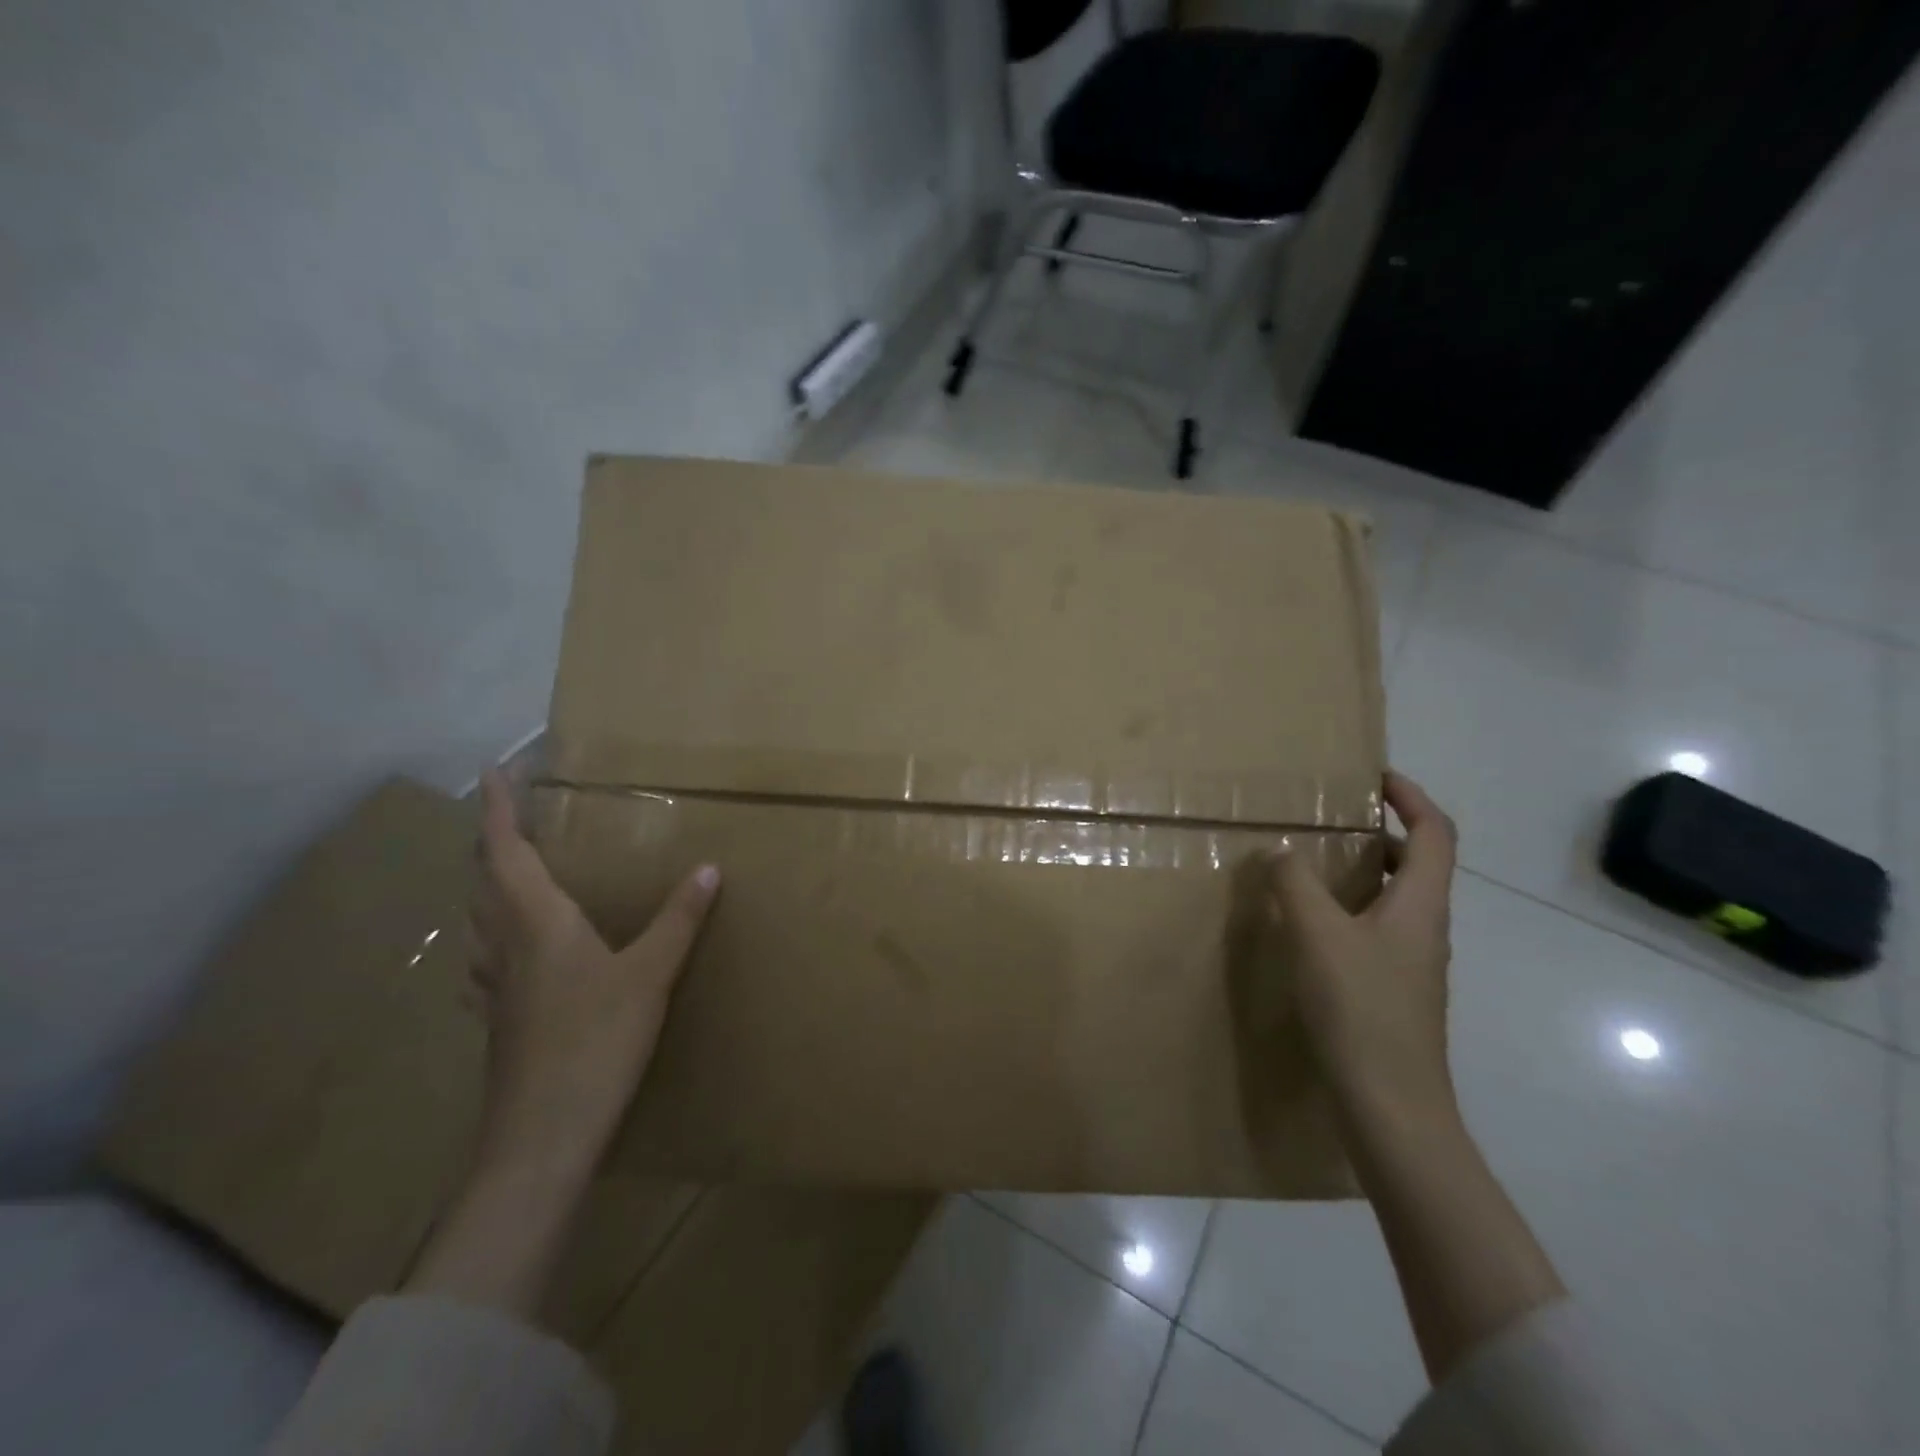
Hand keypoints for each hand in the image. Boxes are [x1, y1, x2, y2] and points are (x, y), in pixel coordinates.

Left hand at [468, 768, 720, 1174]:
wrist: (541, 1136)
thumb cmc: (595, 1042)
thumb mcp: (650, 975)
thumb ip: (679, 919)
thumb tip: (709, 867)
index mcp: (537, 923)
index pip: (507, 852)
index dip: (500, 810)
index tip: (493, 771)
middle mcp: (505, 945)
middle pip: (484, 881)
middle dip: (492, 842)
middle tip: (508, 816)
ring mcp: (494, 986)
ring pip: (478, 920)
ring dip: (485, 886)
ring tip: (504, 872)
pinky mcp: (498, 1020)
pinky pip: (484, 960)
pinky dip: (489, 936)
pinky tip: (500, 954)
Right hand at [1269, 771, 1457, 1126]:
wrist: (1392, 1106)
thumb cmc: (1360, 1009)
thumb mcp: (1317, 934)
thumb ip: (1295, 883)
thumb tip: (1281, 850)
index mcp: (1420, 904)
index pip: (1434, 833)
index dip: (1411, 797)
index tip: (1374, 778)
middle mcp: (1425, 929)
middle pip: (1417, 865)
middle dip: (1380, 834)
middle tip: (1329, 823)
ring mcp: (1412, 965)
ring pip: (1393, 901)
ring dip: (1361, 875)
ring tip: (1310, 870)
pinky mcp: (1393, 993)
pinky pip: (1375, 932)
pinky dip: (1348, 913)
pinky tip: (1308, 931)